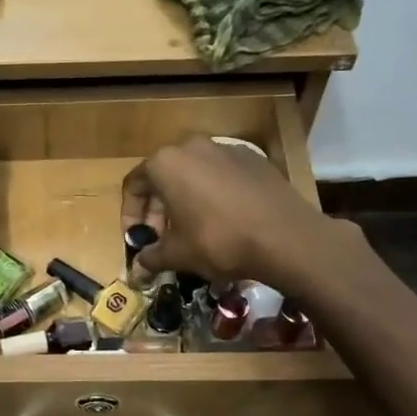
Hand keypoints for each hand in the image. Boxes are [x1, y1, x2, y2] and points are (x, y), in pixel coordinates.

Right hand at [121, 137, 361, 289]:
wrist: (286, 237)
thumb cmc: (219, 240)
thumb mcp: (178, 254)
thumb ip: (152, 257)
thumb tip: (137, 269)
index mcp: (165, 163)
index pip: (133, 185)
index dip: (130, 215)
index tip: (137, 240)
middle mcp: (192, 147)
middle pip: (163, 177)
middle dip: (158, 210)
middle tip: (163, 238)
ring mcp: (226, 149)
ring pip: (193, 174)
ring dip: (185, 201)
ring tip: (192, 231)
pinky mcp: (254, 159)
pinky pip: (221, 175)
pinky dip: (213, 194)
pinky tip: (224, 221)